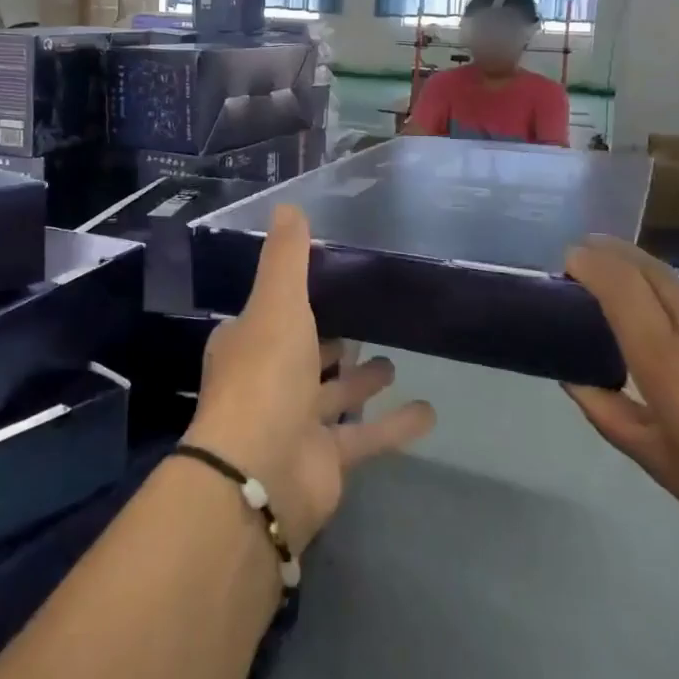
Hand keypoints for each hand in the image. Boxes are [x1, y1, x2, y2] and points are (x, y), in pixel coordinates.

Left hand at [184, 206, 435, 551]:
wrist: (260, 473)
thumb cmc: (265, 376)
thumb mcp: (277, 303)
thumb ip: (287, 257)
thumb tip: (288, 205)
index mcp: (248, 344)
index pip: (271, 316)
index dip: (294, 302)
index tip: (327, 285)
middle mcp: (268, 382)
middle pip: (304, 357)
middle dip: (331, 343)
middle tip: (366, 324)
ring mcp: (296, 424)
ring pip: (334, 396)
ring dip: (360, 382)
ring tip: (393, 362)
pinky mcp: (325, 461)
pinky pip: (365, 437)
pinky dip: (394, 426)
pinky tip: (429, 413)